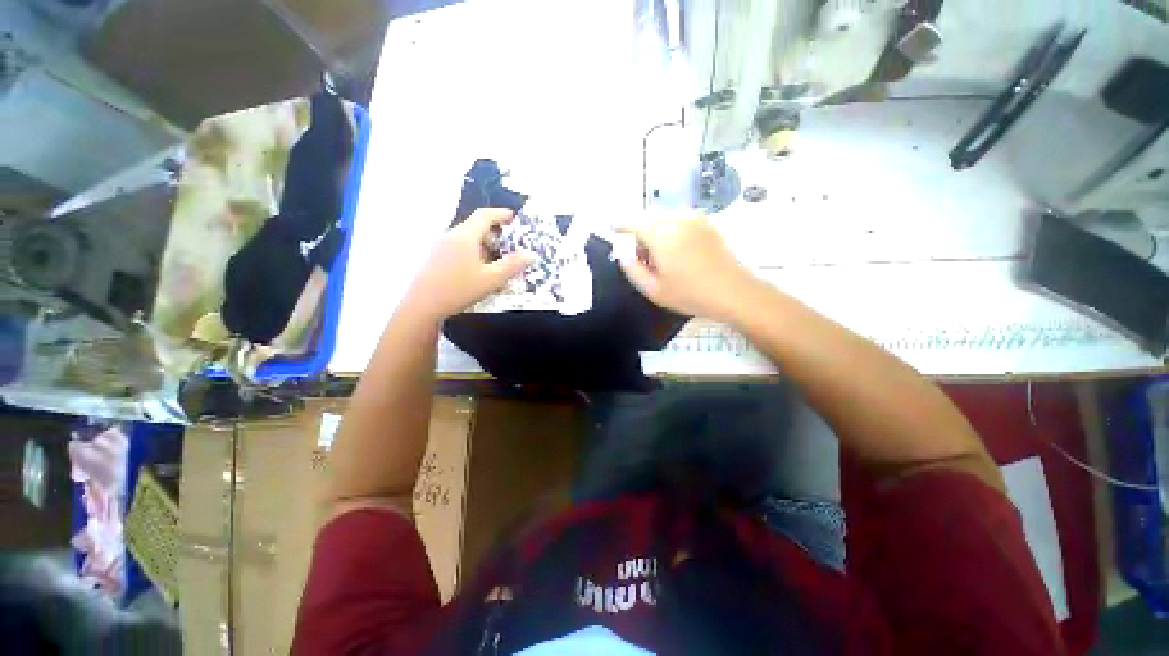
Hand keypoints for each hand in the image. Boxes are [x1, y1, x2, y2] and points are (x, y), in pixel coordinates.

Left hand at [405, 208, 533, 320]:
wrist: (422, 306)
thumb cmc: (459, 289)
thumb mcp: (492, 279)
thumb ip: (513, 265)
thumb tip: (531, 254)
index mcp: (465, 236)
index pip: (484, 215)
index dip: (501, 214)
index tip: (514, 219)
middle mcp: (451, 236)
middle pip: (476, 227)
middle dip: (495, 236)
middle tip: (508, 250)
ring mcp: (440, 246)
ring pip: (468, 240)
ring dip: (484, 247)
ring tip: (495, 265)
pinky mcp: (435, 258)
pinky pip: (459, 249)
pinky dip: (473, 254)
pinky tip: (478, 273)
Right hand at [617, 214, 754, 320]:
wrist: (733, 292)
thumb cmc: (691, 294)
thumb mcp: (654, 290)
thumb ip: (632, 270)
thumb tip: (623, 254)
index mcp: (661, 235)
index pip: (633, 222)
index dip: (620, 225)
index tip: (612, 228)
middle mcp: (677, 220)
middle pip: (649, 218)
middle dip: (639, 232)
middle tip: (641, 256)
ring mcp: (695, 219)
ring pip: (664, 218)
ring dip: (655, 230)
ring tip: (660, 256)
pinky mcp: (707, 223)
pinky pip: (679, 220)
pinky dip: (670, 229)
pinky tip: (676, 250)